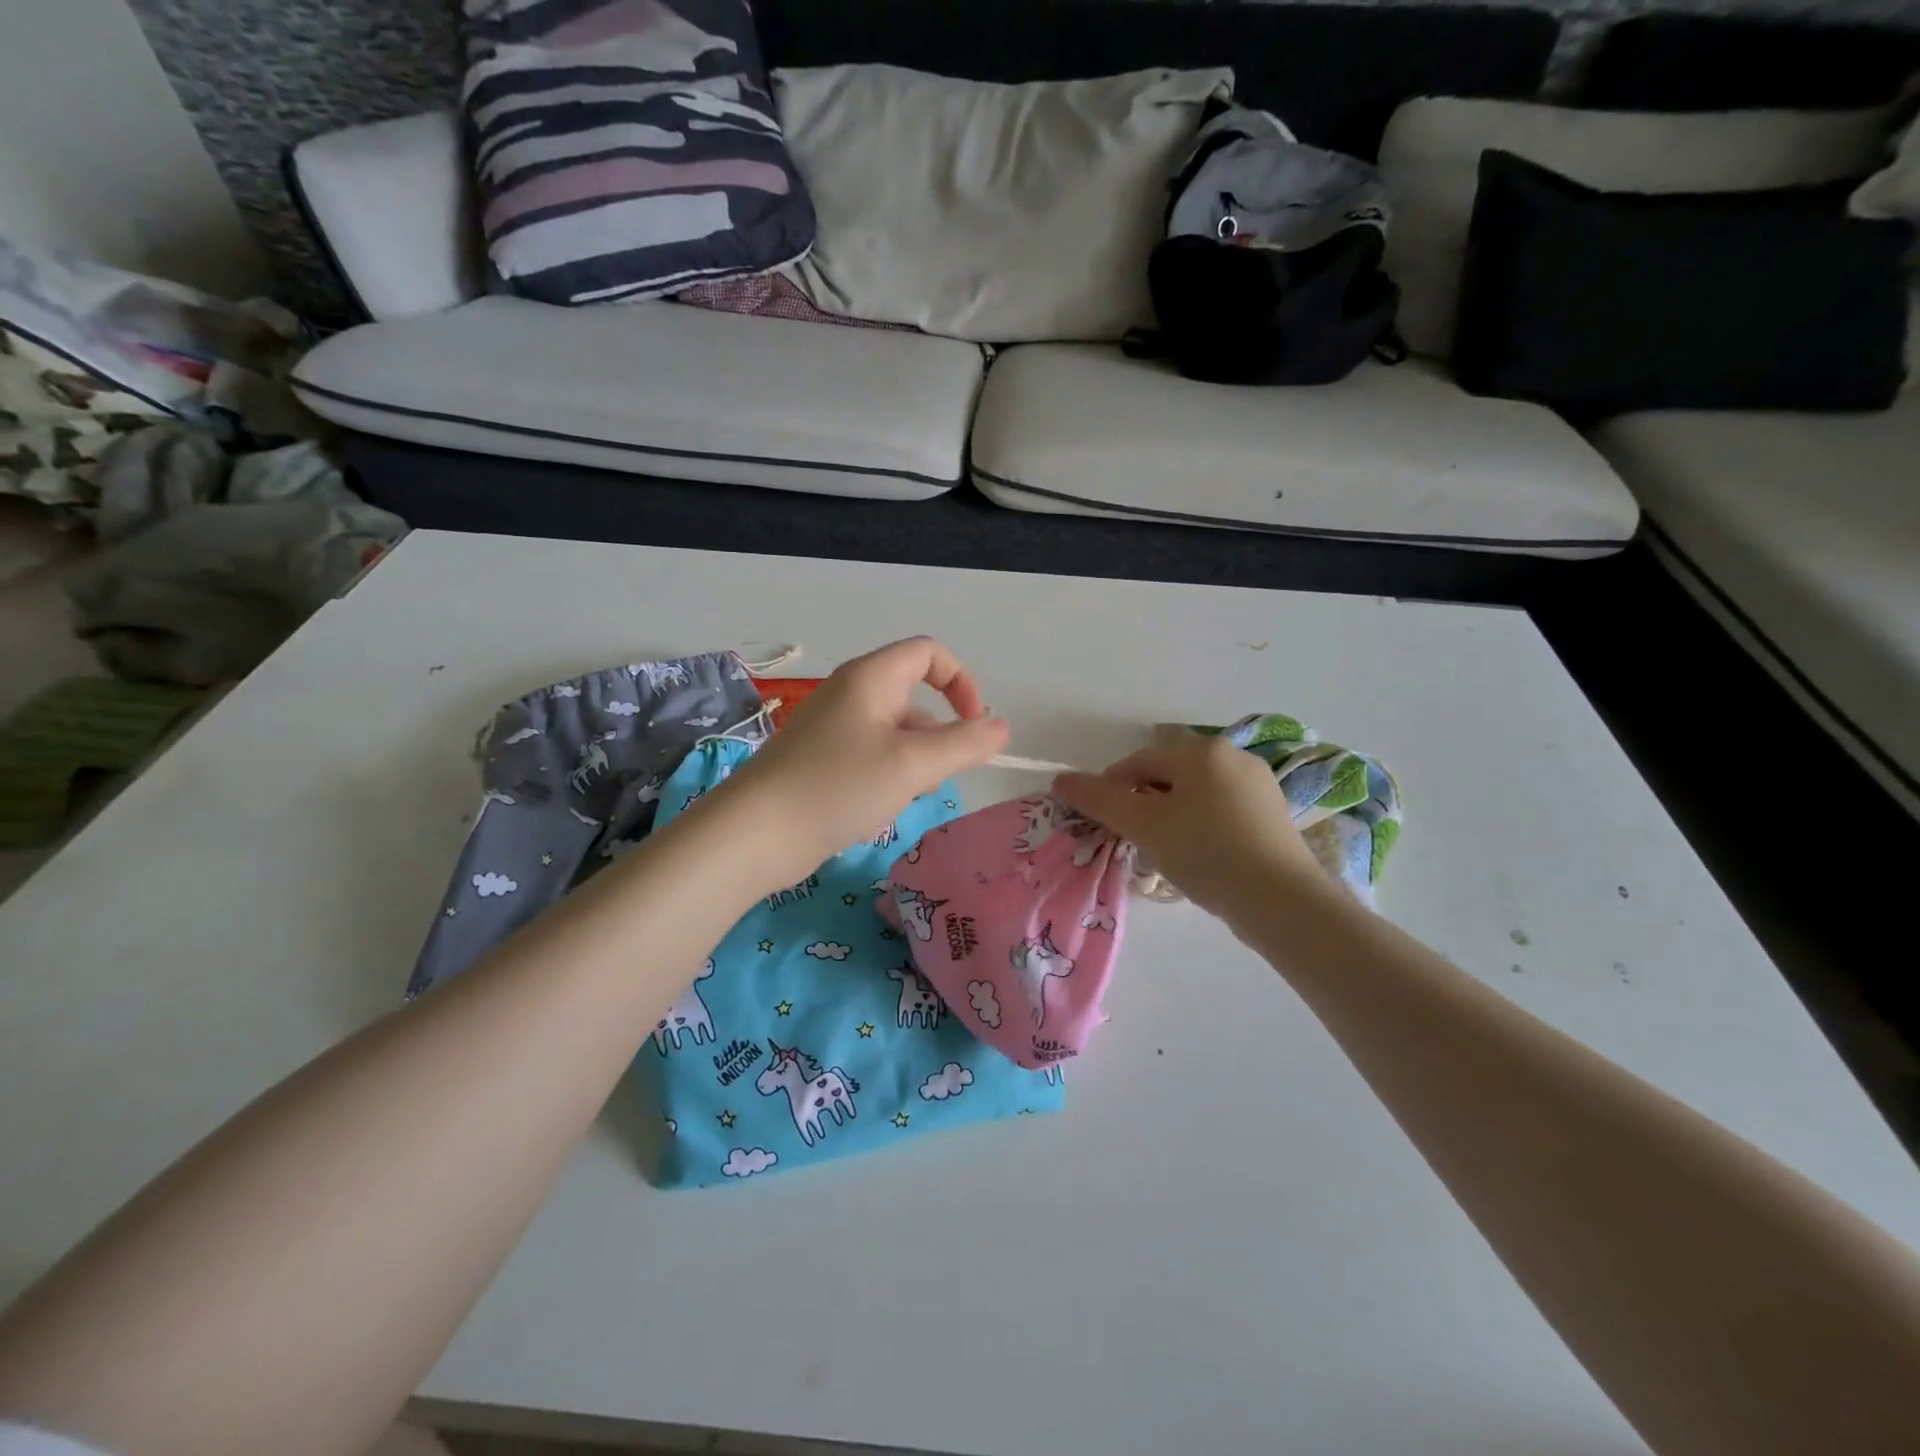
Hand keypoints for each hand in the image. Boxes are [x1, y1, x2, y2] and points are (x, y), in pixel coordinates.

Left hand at [713, 637, 1008, 886]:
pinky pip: (871, 753)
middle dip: (938, 734)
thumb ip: (965, 744)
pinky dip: (889, 774)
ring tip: (905, 797)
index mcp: (871, 677)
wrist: (757, 833)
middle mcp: (851, 692)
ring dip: (915, 760)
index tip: (974, 725)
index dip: (961, 682)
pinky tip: (880, 807)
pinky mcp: (821, 758)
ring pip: (895, 731)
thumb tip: (1002, 727)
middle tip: (936, 777)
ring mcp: (832, 726)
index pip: (930, 653)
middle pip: (914, 696)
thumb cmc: (839, 786)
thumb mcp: (913, 765)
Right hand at [1052, 732, 1325, 919]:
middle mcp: (1234, 757)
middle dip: (1144, 804)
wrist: (1282, 901)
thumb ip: (1099, 800)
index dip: (1111, 789)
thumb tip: (1060, 779)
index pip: (1139, 762)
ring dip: (1171, 817)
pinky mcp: (1272, 816)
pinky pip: (1221, 812)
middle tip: (1132, 840)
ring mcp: (1258, 786)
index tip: (1100, 822)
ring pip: (1195, 796)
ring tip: (1164, 853)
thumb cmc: (1206, 852)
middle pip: (1169, 777)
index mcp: (1202, 751)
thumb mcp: (1144, 825)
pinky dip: (1200, 828)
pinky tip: (1199, 858)